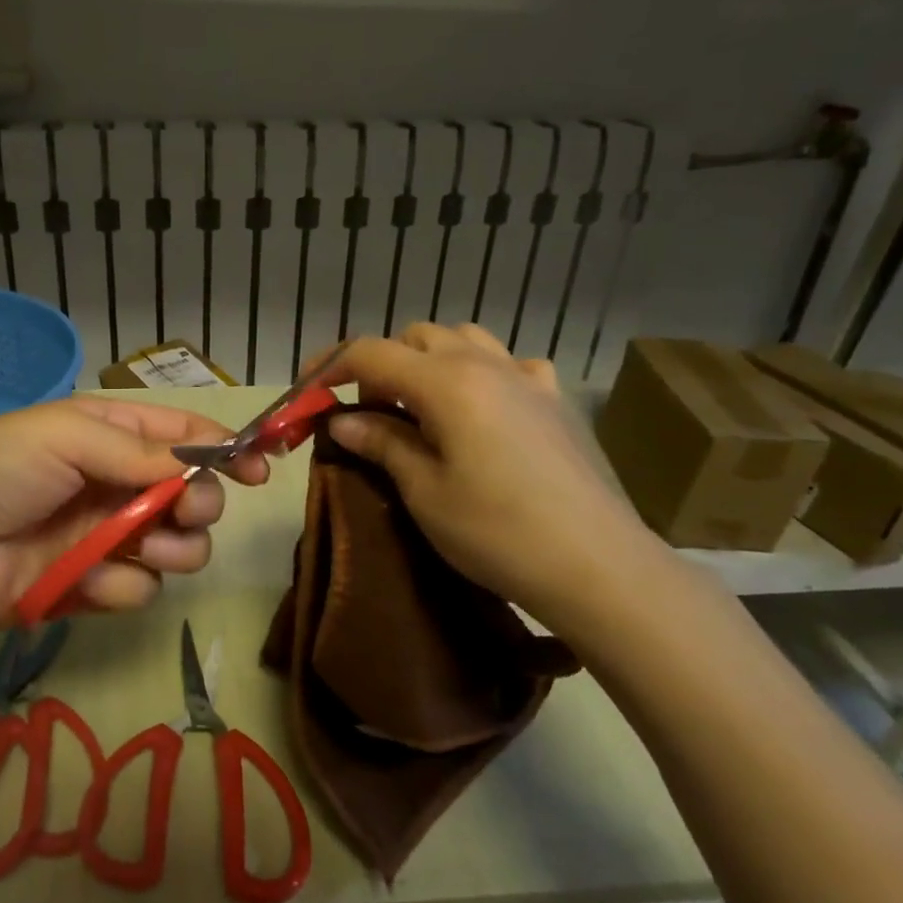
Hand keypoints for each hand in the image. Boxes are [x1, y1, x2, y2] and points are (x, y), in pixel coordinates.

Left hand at [0, 396, 268, 641]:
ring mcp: (108, 537)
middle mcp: (118, 484)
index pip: (184, 437)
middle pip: (193, 496)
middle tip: (184, 513)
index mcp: (112, 436)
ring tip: (148, 548)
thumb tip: (199, 464)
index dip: (225, 450)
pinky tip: (91, 580)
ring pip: (178, 547)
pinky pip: (140, 588)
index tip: (259, 469)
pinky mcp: (95, 586)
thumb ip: (140, 452)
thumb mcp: (69, 436)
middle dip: (199, 505)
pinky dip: (122, 584)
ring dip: (174, 549)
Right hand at [320, 324, 668, 628]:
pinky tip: (484, 410)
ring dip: (430, 361)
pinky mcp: (555, 401)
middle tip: (368, 413)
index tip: (306, 391)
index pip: (371, 352)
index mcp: (446, 382)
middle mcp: (485, 364)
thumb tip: (341, 419)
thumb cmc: (497, 532)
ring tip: (422, 408)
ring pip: (464, 340)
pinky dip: (482, 374)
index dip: (330, 365)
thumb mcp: (424, 491)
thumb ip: (381, 443)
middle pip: (416, 337)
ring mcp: (527, 378)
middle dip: (381, 364)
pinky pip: (509, 365)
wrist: (596, 565)